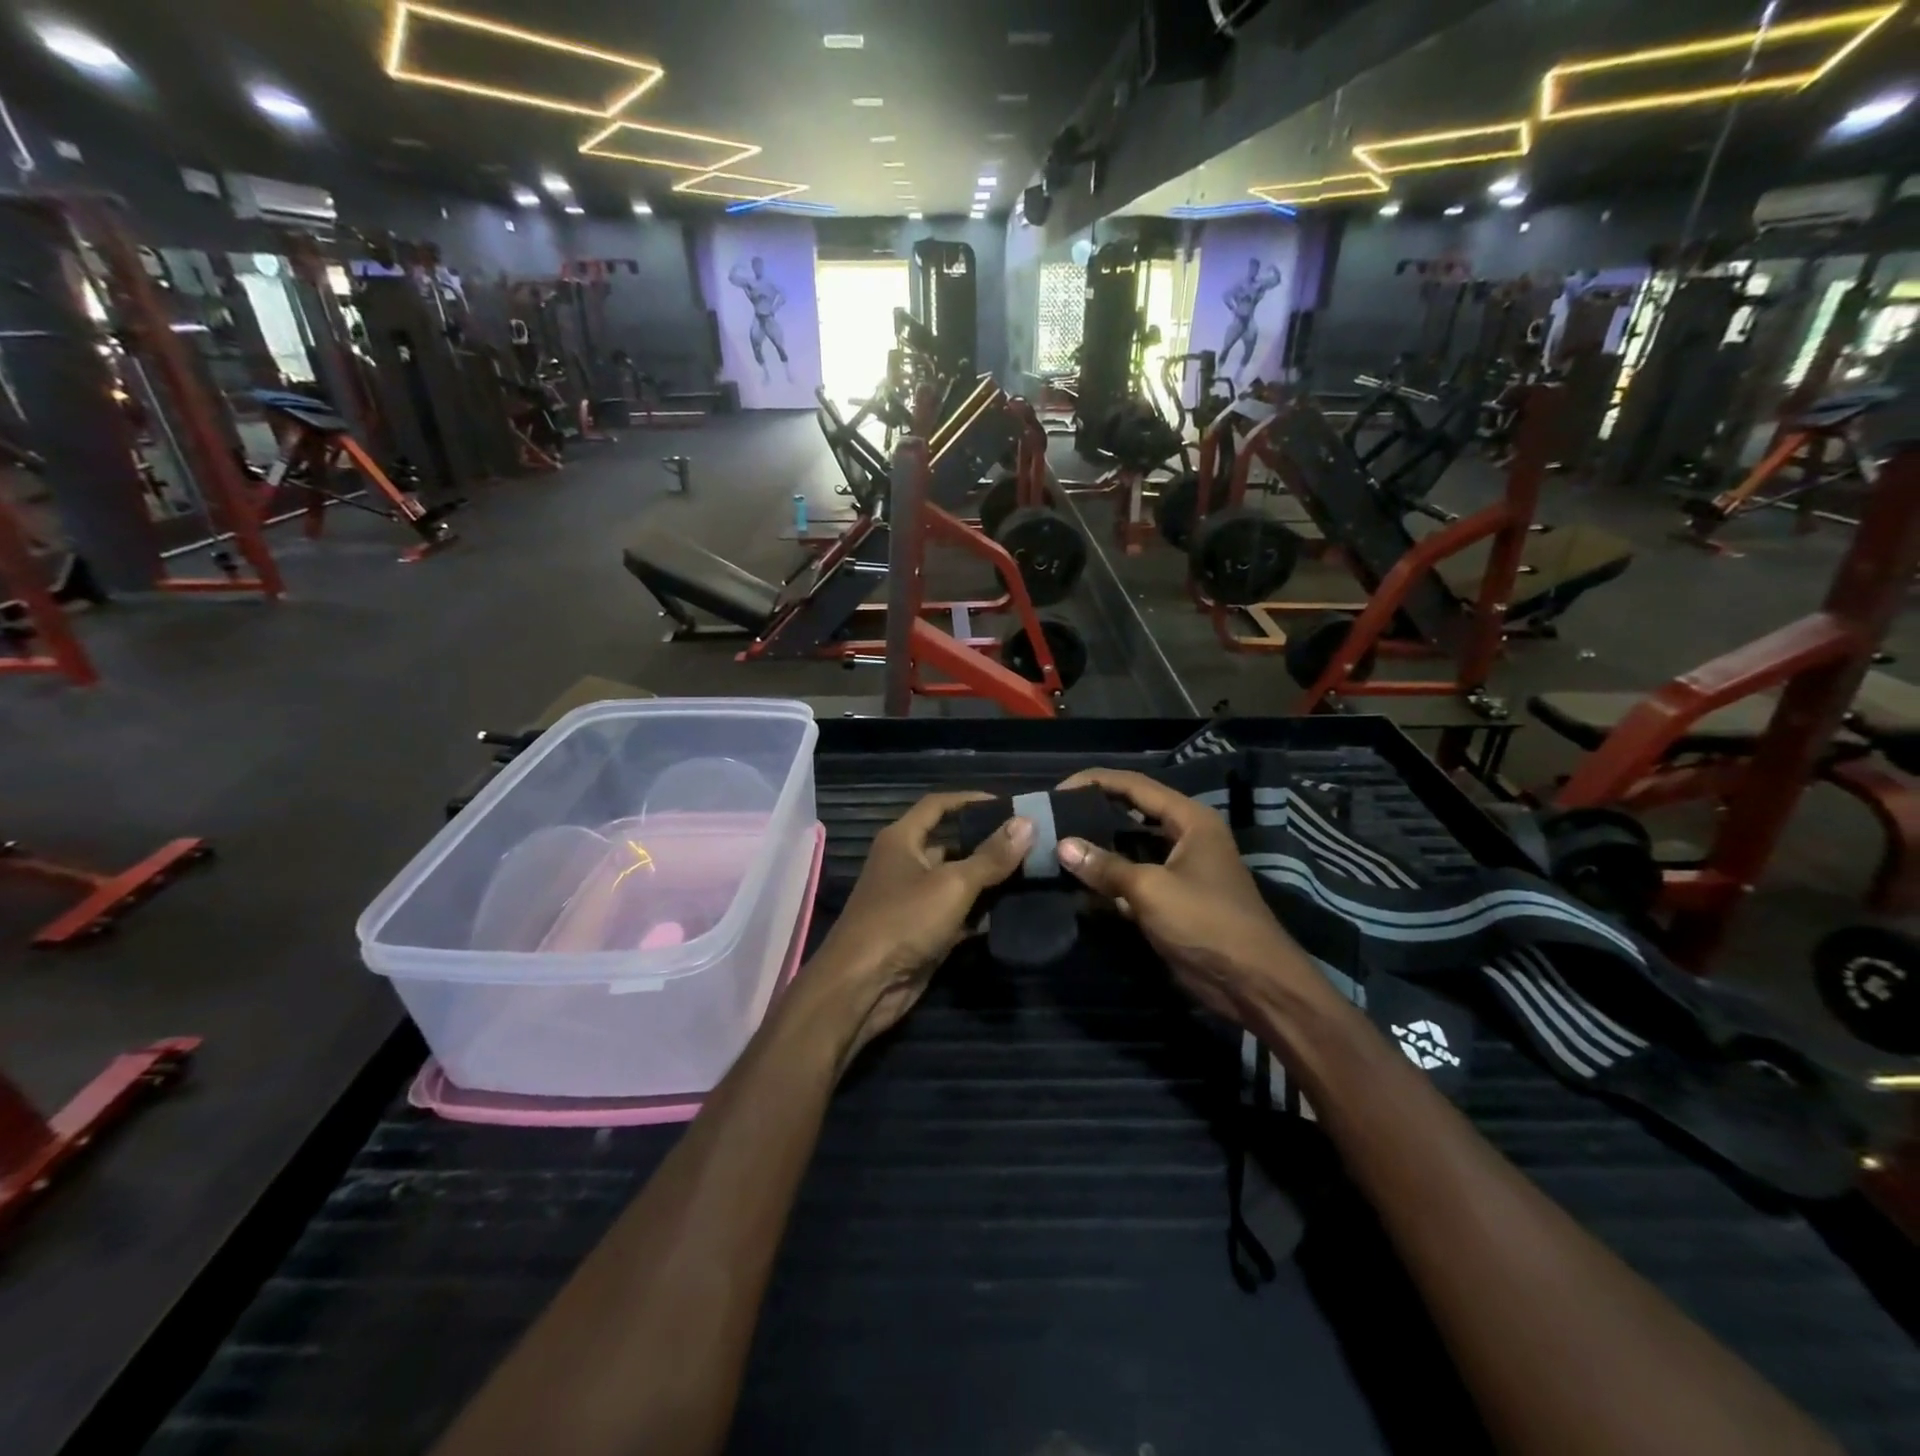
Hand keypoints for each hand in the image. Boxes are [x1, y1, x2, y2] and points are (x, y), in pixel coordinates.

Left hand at [808, 793, 1031, 1065]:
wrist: (863, 986)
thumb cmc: (903, 920)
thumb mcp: (952, 884)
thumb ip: (991, 856)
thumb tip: (1028, 822)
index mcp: (902, 839)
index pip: (938, 805)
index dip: (970, 800)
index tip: (1008, 804)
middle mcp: (905, 864)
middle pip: (952, 844)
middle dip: (988, 844)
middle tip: (1032, 843)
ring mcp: (914, 900)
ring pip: (958, 882)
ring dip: (989, 881)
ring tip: (1033, 874)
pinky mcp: (923, 932)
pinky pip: (958, 914)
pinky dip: (982, 913)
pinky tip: (1016, 912)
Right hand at [1053, 769, 1329, 1023]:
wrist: (1253, 983)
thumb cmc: (1207, 923)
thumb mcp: (1151, 890)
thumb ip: (1106, 866)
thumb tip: (1062, 846)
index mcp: (1190, 820)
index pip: (1135, 786)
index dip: (1095, 782)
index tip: (1058, 790)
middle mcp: (1186, 836)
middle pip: (1132, 813)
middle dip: (1094, 813)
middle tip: (1053, 817)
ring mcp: (1179, 869)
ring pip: (1130, 848)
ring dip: (1099, 848)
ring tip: (1057, 844)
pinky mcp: (1172, 899)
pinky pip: (1133, 878)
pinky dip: (1109, 879)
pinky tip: (1078, 882)